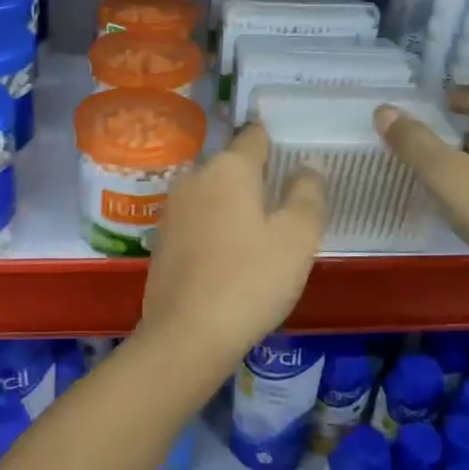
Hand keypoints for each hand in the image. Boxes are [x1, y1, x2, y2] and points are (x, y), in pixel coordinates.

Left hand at [139, 124, 325, 368]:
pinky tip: (230, 255)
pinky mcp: (161, 238)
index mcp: (229, 167)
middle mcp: (194, 177)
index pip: (255, 135)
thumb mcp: (297, 237)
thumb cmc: (251, 279)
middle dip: (256, 177)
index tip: (294, 156)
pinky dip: (214, 226)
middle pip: (232, 165)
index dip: (277, 142)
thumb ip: (307, 193)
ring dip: (234, 203)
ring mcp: (172, 208)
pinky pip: (197, 219)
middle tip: (285, 203)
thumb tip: (307, 165)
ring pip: (212, 192)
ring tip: (260, 231)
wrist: (187, 334)